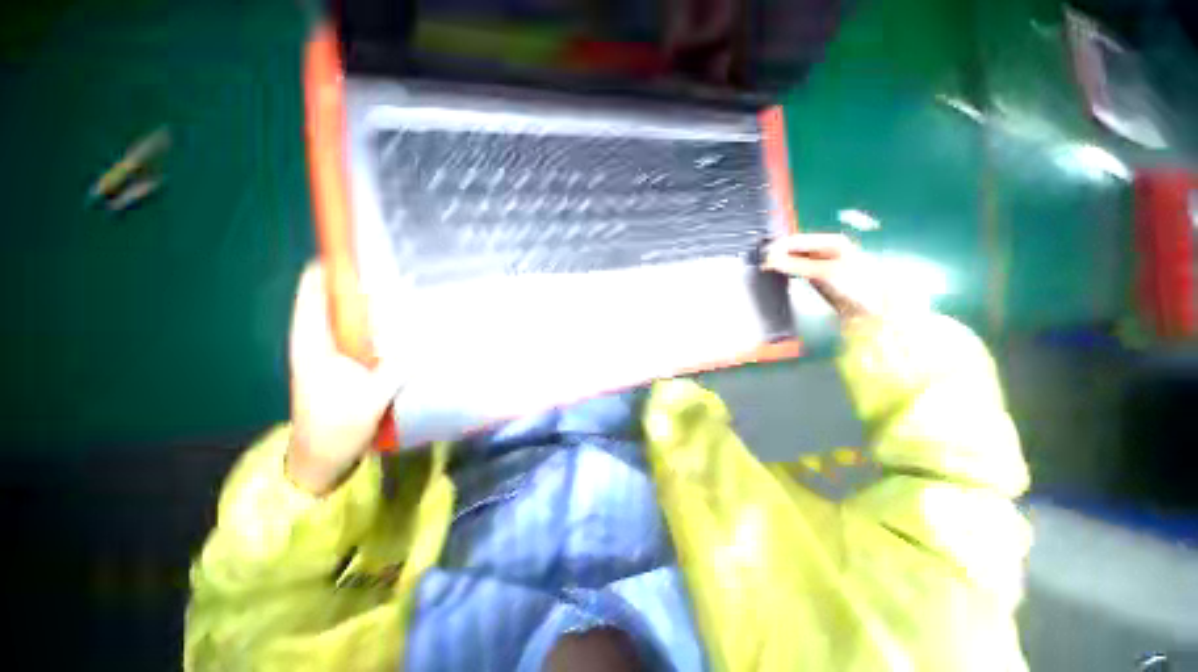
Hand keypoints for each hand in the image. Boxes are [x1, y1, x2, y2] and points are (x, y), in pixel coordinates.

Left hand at [286, 263, 402, 494]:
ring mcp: (335, 350)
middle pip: (339, 293)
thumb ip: (398, 365)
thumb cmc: (335, 427)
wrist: (321, 459)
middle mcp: (321, 337)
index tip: (369, 247)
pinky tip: (409, 324)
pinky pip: (366, 331)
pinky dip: (383, 323)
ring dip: (378, 301)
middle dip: (366, 278)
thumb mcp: (370, 397)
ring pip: (354, 312)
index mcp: (313, 339)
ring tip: (412, 290)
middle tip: (405, 268)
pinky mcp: (349, 362)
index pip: (316, 286)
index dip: (336, 262)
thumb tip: (428, 337)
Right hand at [761, 233, 882, 324]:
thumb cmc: (855, 286)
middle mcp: (825, 248)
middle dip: (777, 254)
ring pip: (794, 257)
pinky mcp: (818, 275)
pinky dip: (787, 270)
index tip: (761, 260)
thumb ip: (796, 264)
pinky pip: (797, 267)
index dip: (777, 248)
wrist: (873, 310)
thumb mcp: (824, 273)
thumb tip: (770, 260)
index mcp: (830, 241)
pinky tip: (780, 274)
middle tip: (761, 266)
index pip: (795, 239)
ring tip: (766, 270)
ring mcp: (822, 261)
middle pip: (794, 247)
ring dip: (781, 262)